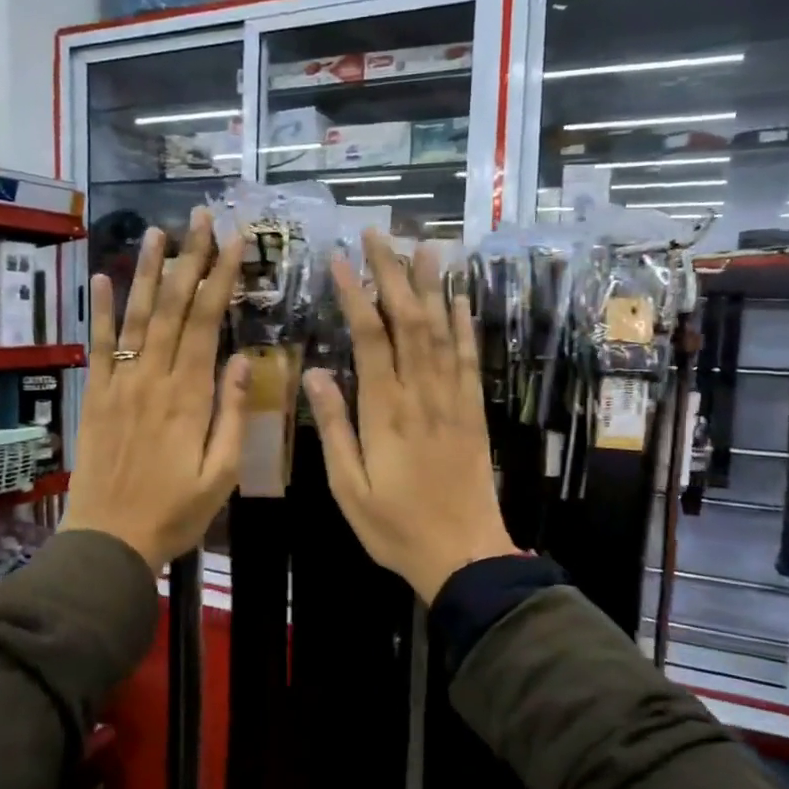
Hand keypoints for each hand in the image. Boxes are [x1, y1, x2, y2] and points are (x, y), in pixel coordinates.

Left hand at [61, 209, 248, 570]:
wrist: (110, 540)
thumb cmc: (174, 512)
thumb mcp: (220, 474)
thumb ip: (233, 415)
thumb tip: (244, 360)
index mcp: (189, 397)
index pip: (207, 323)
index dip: (221, 278)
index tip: (235, 241)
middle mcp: (153, 379)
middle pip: (174, 308)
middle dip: (191, 260)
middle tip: (201, 218)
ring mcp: (120, 384)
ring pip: (137, 317)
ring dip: (148, 272)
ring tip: (159, 231)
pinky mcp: (95, 396)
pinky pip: (98, 346)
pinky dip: (99, 311)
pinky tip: (101, 277)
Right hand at [305, 228, 517, 603]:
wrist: (464, 554)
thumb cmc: (396, 527)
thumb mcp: (349, 488)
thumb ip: (334, 428)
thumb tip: (315, 374)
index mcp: (385, 412)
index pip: (370, 339)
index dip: (356, 296)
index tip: (341, 261)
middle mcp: (422, 395)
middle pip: (409, 321)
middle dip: (393, 274)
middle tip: (379, 234)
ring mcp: (453, 400)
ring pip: (442, 331)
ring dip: (432, 286)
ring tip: (424, 246)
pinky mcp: (474, 411)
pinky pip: (471, 359)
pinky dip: (465, 325)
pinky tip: (460, 298)